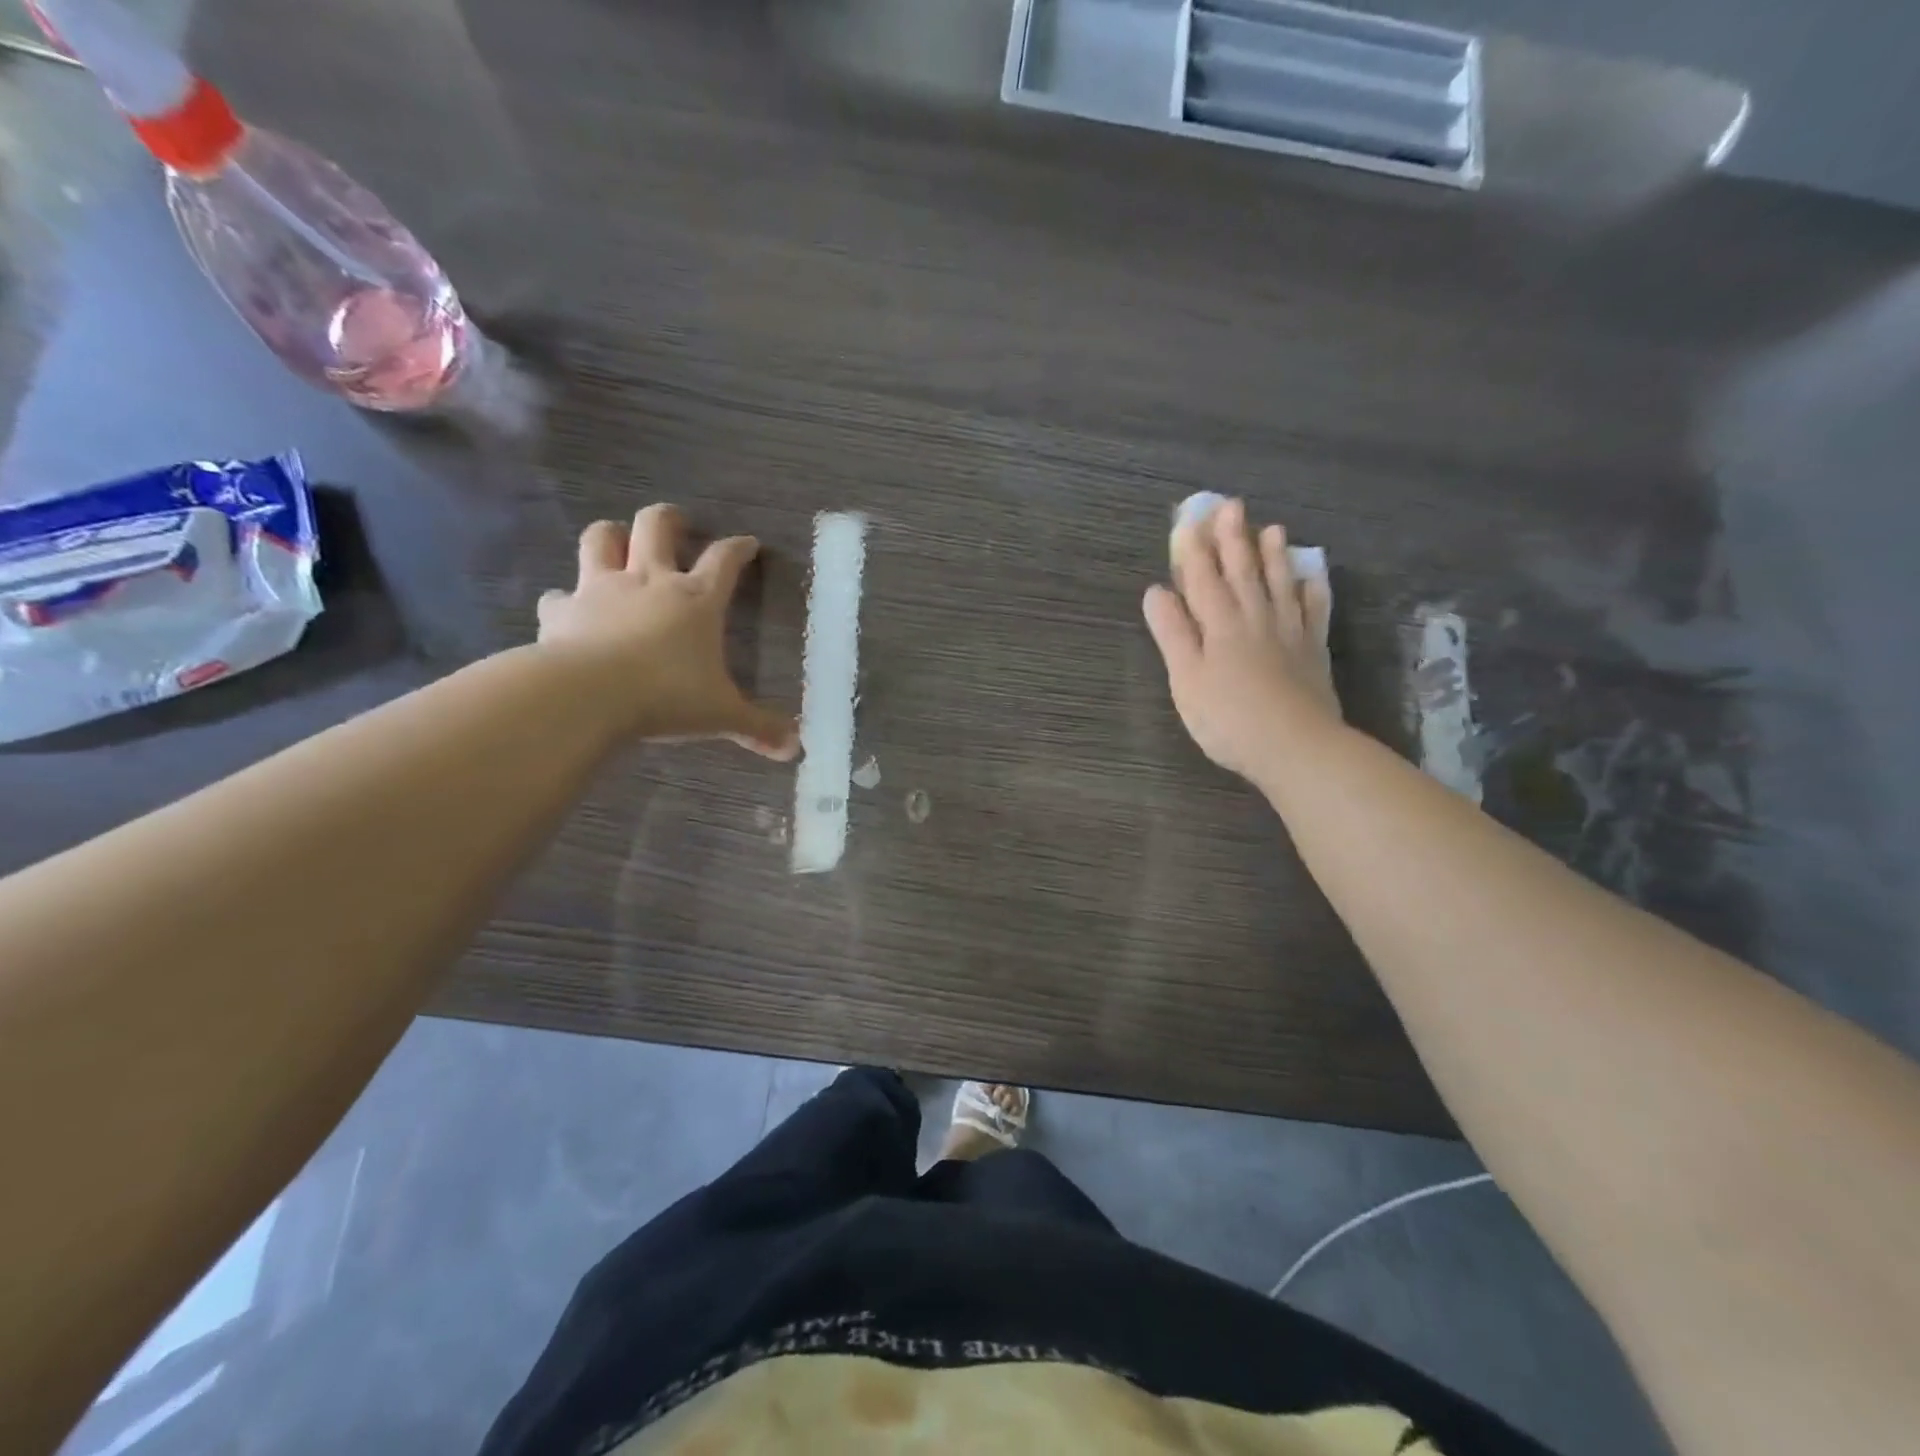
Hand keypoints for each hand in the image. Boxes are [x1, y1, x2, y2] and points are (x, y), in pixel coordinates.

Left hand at [536, 506, 797, 758]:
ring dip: (611, 535)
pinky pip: (558, 595)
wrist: (588, 695)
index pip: (725, 560)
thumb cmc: (667, 696)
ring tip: (618, 543)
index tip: (748, 544)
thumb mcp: (722, 715)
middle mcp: (649, 581)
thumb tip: (794, 748)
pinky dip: (565, 599)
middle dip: (669, 519)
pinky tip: (569, 611)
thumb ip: (758, 728)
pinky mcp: (561, 610)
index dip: (739, 548)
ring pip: (601, 538)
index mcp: (696, 600)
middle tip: (678, 523)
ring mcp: (600, 589)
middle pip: (656, 526)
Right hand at [1142, 495, 1340, 784]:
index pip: (1203, 579)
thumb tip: (1156, 591)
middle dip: (1233, 539)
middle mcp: (1255, 618)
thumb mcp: (1186, 679)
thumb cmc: (1228, 718)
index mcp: (1220, 625)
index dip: (1193, 550)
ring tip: (1272, 529)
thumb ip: (1173, 633)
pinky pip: (1314, 612)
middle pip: (1243, 572)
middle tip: (1232, 506)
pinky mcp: (1313, 652)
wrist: (1296, 747)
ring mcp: (1289, 633)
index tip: (1188, 521)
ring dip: (1273, 556)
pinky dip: (1312, 592)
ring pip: (1279, 585)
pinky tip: (1312, 578)